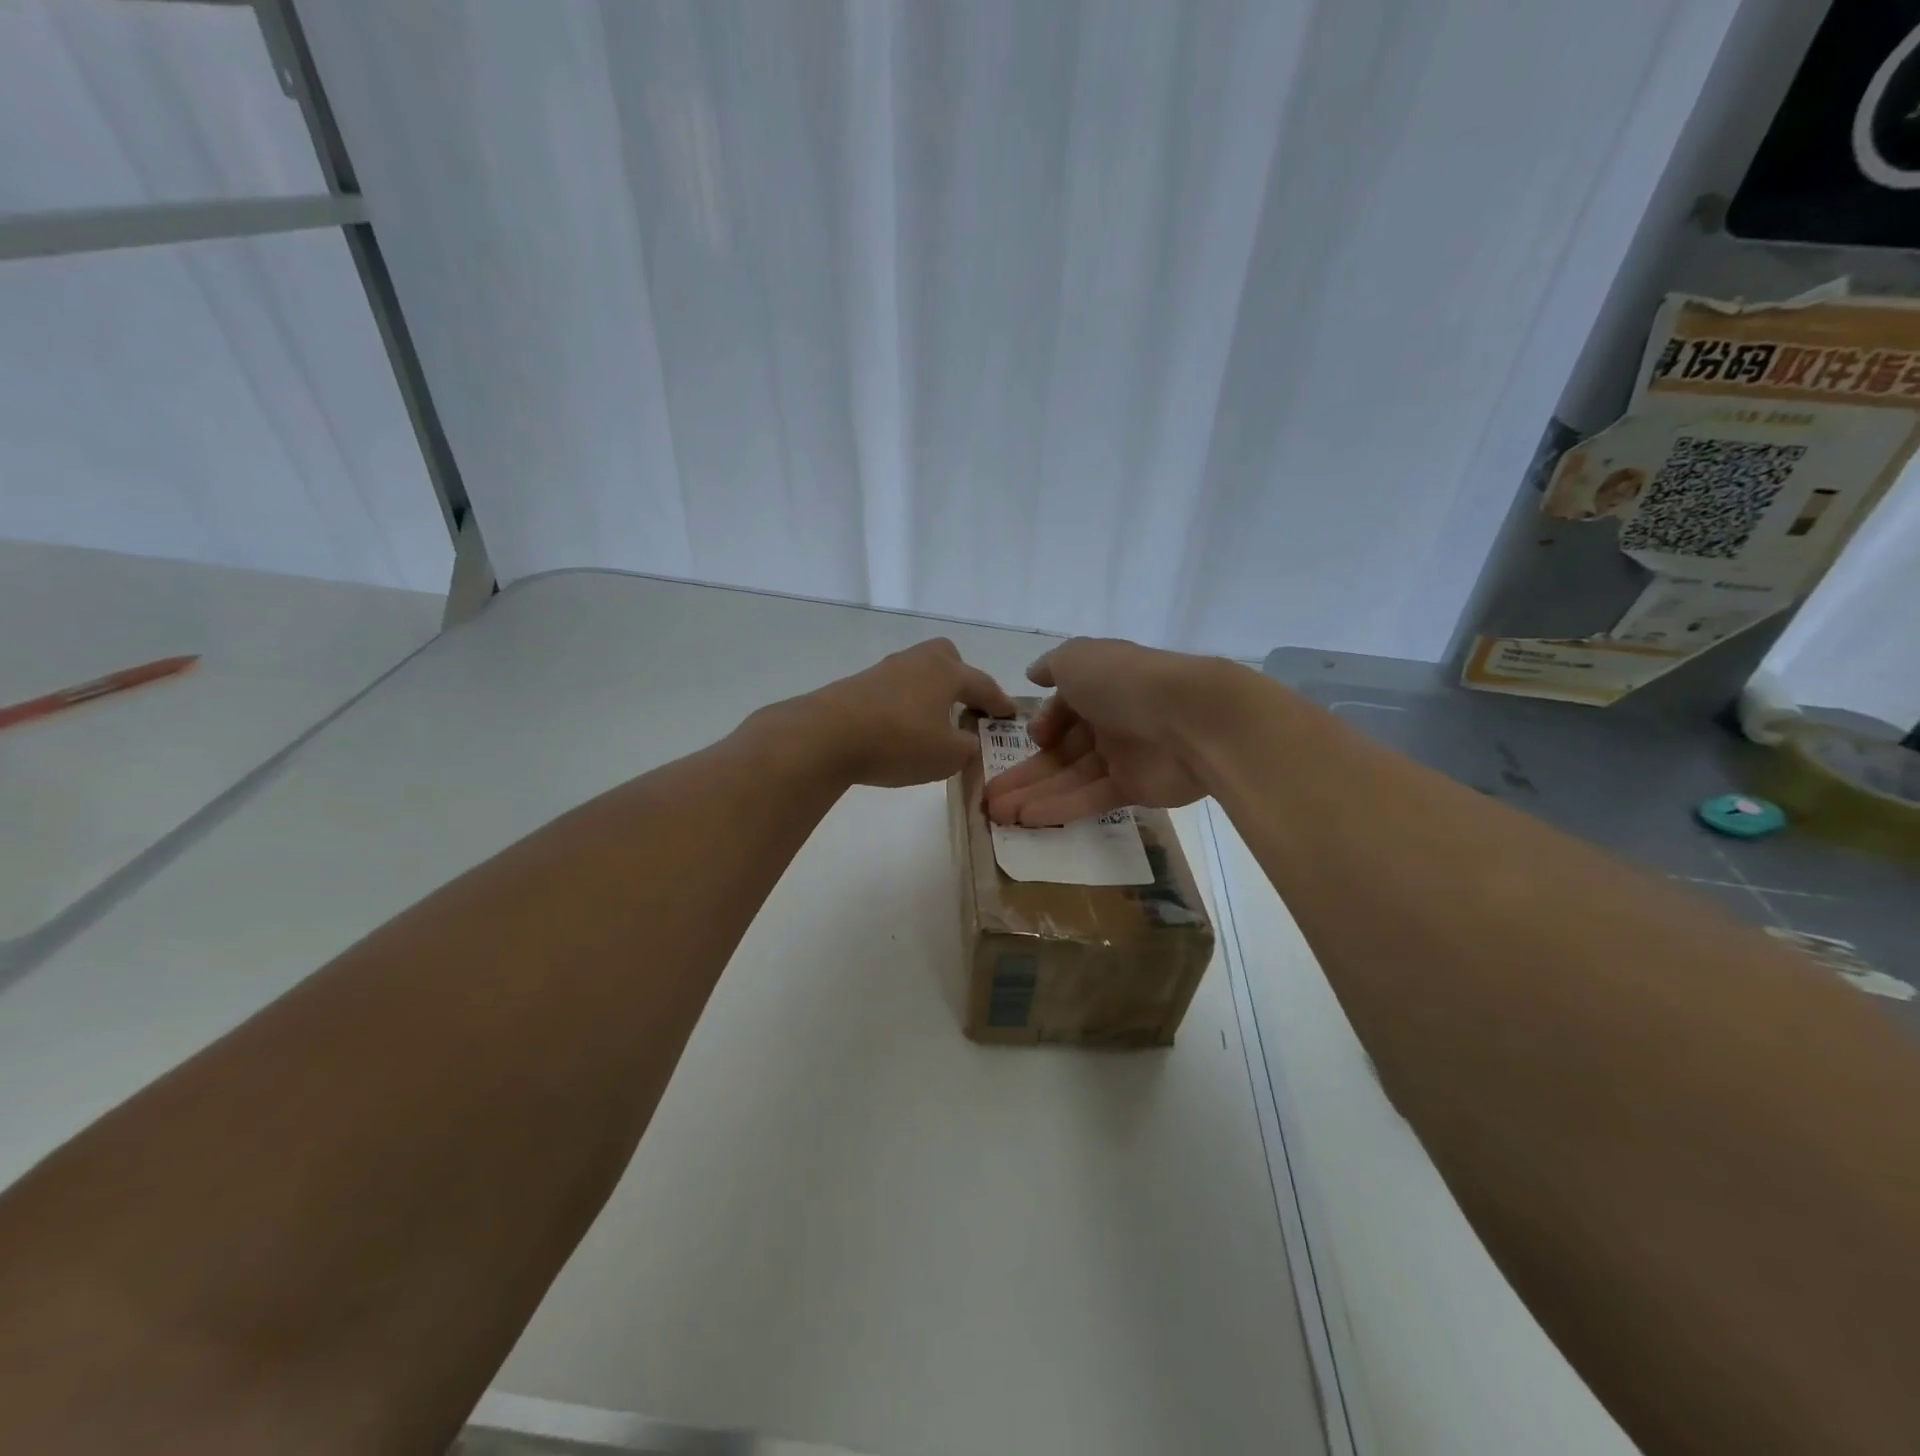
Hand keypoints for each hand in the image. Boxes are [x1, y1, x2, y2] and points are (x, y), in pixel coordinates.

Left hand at [775, 638, 1016, 788]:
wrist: (825, 736)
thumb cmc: (899, 741)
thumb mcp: (948, 756)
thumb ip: (968, 749)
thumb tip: (968, 742)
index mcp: (946, 672)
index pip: (983, 684)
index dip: (999, 702)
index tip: (1010, 714)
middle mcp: (917, 662)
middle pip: (946, 659)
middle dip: (961, 679)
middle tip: (967, 706)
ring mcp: (884, 671)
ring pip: (918, 675)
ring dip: (930, 695)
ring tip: (933, 725)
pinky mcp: (857, 687)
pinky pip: (894, 691)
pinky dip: (904, 707)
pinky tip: (900, 731)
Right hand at [984, 638, 1235, 825]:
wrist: (1189, 718)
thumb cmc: (1124, 681)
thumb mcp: (1076, 658)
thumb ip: (1051, 666)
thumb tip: (1033, 674)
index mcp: (1099, 686)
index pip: (1064, 709)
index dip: (1042, 725)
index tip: (1029, 739)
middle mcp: (1110, 720)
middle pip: (1061, 750)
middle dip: (1024, 772)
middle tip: (989, 797)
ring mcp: (1123, 756)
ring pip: (1069, 778)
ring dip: (1032, 795)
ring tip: (997, 816)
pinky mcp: (1135, 789)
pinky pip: (1091, 798)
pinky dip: (1059, 807)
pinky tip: (1027, 820)